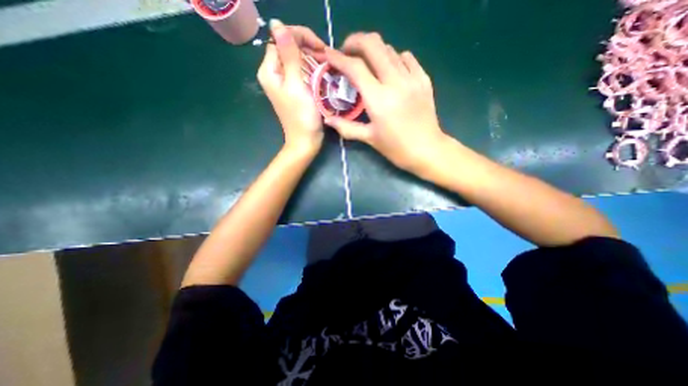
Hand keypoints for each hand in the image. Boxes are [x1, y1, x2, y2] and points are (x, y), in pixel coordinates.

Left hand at [256, 20, 325, 155]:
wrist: (305, 140)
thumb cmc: (301, 116)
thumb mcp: (296, 84)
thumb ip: (288, 55)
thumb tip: (277, 23)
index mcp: (269, 71)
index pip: (280, 40)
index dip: (299, 37)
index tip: (320, 48)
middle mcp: (274, 74)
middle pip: (288, 48)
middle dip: (308, 48)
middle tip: (326, 57)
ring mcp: (284, 83)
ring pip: (297, 60)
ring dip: (312, 59)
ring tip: (327, 65)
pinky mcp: (294, 90)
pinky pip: (302, 72)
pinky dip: (312, 70)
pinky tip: (322, 74)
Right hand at [324, 33, 449, 174]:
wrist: (427, 150)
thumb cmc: (396, 148)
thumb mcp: (369, 138)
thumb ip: (347, 127)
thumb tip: (328, 120)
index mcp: (379, 99)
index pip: (355, 68)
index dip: (338, 58)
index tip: (328, 55)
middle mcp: (395, 83)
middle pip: (373, 45)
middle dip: (355, 42)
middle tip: (347, 53)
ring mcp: (412, 78)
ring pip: (389, 49)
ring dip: (373, 52)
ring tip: (367, 65)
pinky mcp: (424, 79)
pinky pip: (406, 58)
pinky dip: (393, 58)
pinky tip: (389, 71)